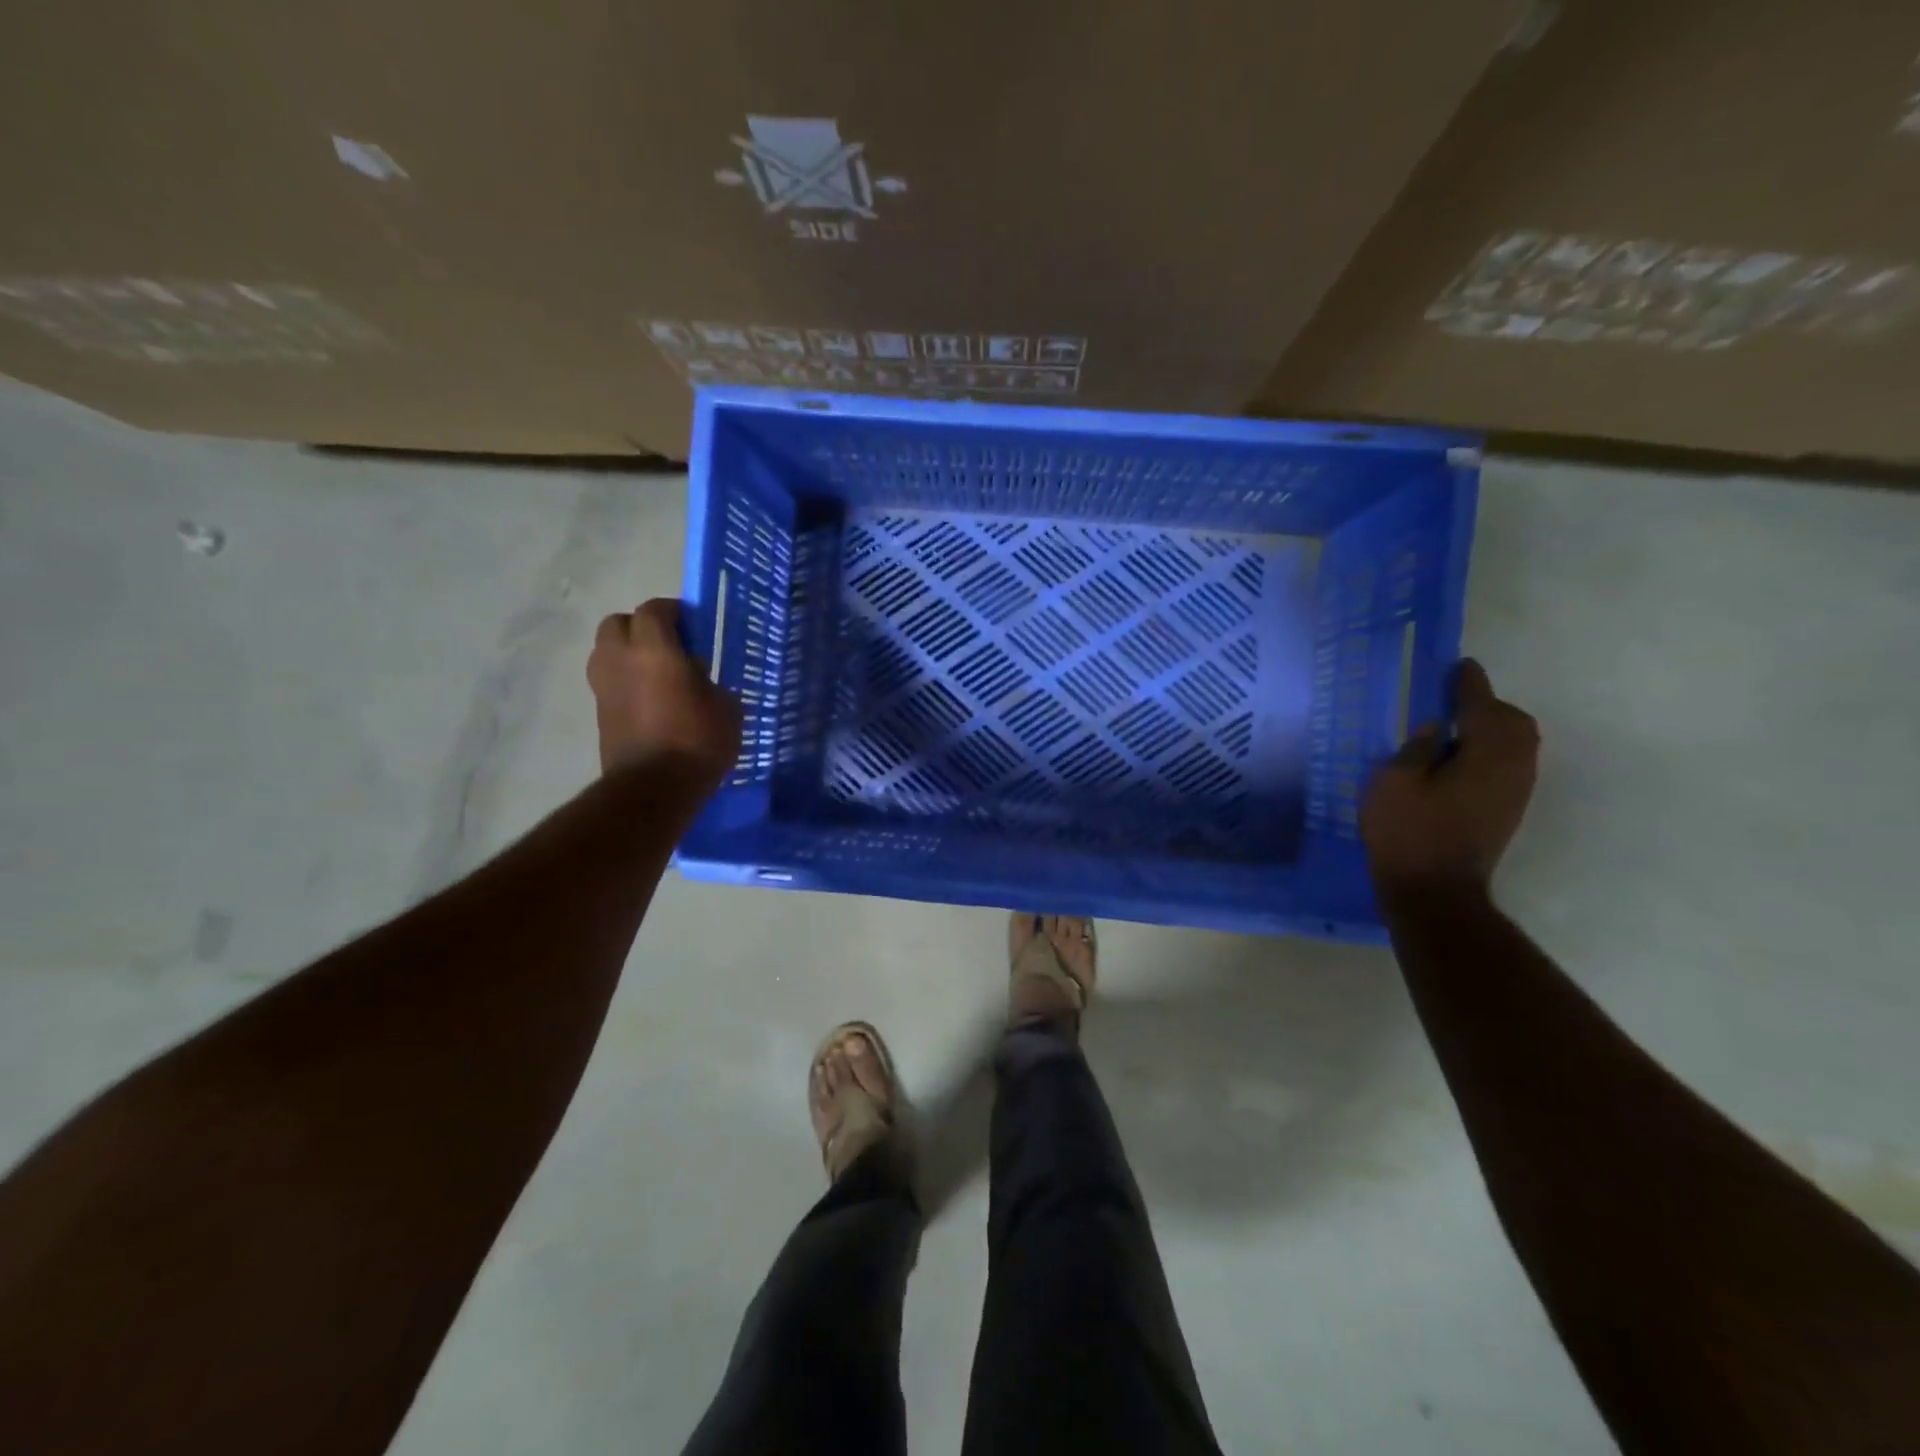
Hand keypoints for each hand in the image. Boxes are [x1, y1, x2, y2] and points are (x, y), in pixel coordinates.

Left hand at [587, 600, 741, 778]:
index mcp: (654, 649)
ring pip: (607, 653)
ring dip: (628, 655)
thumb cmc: (698, 741)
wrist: (654, 788)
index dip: (673, 612)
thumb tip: (699, 682)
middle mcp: (620, 659)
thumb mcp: (726, 708)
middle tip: (669, 646)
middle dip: (641, 628)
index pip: (654, 610)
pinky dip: (626, 683)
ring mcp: (604, 687)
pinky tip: (651, 702)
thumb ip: (710, 683)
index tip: (693, 625)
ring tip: (657, 675)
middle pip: (618, 624)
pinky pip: (610, 683)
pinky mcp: (599, 713)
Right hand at [1361, 660, 1538, 898]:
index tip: (1458, 666)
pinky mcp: (1506, 811)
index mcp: (1486, 754)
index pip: (1482, 706)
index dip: (1469, 684)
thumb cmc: (1408, 833)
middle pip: (1513, 723)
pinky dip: (1488, 752)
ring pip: (1515, 746)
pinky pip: (1507, 765)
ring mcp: (1514, 793)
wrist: (1434, 893)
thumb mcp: (1393, 783)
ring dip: (1490, 730)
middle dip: (1487, 706)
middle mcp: (1512, 768)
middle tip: (1451, 702)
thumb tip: (1432, 729)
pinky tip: (1456, 761)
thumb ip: (1414, 749)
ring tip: (1452, 730)